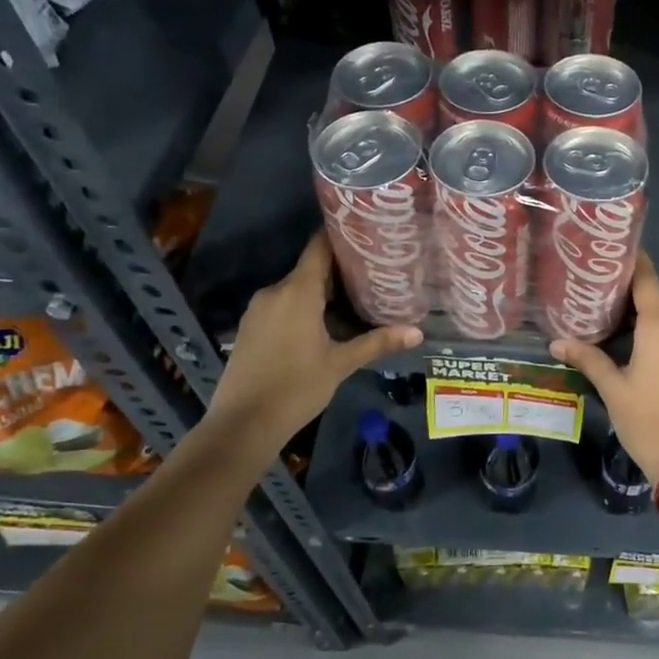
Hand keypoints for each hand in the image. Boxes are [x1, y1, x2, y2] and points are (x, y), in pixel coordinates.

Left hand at [209, 232, 421, 444]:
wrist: (241, 425)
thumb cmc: (296, 388)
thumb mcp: (341, 364)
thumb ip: (377, 342)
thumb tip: (417, 332)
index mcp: (297, 291)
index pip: (319, 247)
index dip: (342, 237)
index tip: (367, 233)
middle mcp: (274, 291)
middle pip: (310, 268)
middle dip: (339, 270)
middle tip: (373, 273)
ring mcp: (258, 310)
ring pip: (295, 289)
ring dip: (321, 292)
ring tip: (354, 297)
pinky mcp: (249, 327)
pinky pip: (281, 305)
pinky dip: (302, 307)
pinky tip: (323, 323)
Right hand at [550, 254, 658, 480]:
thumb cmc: (648, 420)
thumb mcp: (612, 388)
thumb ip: (587, 358)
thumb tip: (557, 340)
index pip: (647, 279)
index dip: (633, 262)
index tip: (613, 251)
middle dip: (637, 290)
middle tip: (606, 293)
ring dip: (652, 310)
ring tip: (620, 318)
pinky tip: (640, 342)